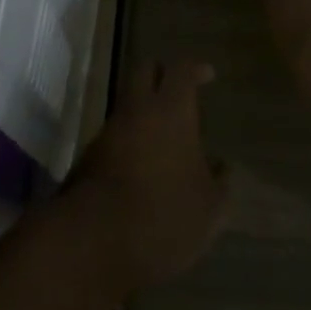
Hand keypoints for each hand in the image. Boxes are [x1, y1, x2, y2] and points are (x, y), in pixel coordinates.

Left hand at [66, 61, 228, 294]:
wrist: (94, 241)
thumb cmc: (164, 216)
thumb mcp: (209, 208)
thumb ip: (219, 182)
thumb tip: (220, 166)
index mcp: (171, 111)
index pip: (181, 70)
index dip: (195, 68)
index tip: (207, 74)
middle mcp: (137, 110)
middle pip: (145, 71)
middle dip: (163, 74)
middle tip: (180, 91)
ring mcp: (108, 131)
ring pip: (128, 104)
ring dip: (145, 111)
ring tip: (166, 138)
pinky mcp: (89, 156)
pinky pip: (115, 135)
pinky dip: (131, 139)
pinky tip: (145, 166)